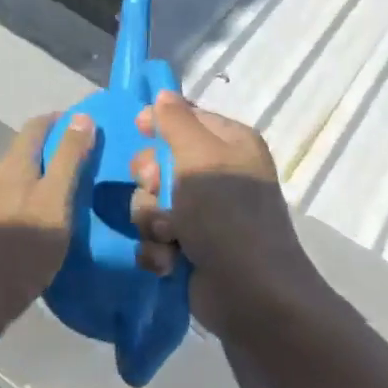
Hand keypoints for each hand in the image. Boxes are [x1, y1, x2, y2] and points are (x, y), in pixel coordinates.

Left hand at [0, 113, 95, 334]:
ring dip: (45, 172)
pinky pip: (14, 194)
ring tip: (73, 187)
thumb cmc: (24, 247)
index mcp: (13, 163)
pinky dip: (34, 193)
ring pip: (20, 173)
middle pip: (27, 148)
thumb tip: (82, 116)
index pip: (37, 125)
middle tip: (88, 159)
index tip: (89, 127)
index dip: (63, 120)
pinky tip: (48, 213)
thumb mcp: (56, 200)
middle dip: (56, 146)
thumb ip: (69, 159)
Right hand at [129, 92, 322, 333]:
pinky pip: (153, 236)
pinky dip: (157, 249)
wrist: (250, 294)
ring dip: (152, 219)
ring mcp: (202, 214)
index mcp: (229, 144)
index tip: (138, 129)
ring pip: (149, 201)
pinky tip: (169, 261)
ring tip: (170, 235)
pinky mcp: (188, 247)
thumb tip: (163, 93)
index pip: (185, 118)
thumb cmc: (227, 215)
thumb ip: (176, 121)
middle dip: (151, 181)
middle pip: (158, 161)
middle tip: (159, 191)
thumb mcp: (200, 157)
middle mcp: (216, 175)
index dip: (157, 123)